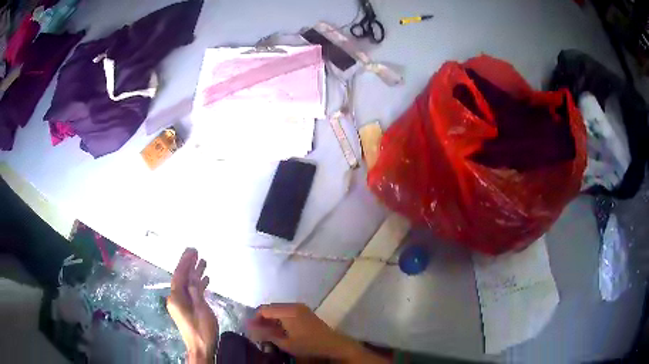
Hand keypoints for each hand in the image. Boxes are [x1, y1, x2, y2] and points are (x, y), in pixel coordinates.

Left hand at [167, 248, 217, 363]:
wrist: (201, 348)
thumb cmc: (202, 330)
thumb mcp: (201, 309)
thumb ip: (196, 291)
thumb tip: (192, 275)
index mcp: (176, 298)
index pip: (179, 275)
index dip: (185, 261)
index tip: (192, 250)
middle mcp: (175, 298)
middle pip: (182, 278)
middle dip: (188, 265)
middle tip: (197, 252)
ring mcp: (181, 304)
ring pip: (187, 284)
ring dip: (194, 274)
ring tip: (204, 262)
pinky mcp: (187, 309)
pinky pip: (191, 293)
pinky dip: (197, 285)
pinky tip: (205, 280)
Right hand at [247, 303, 387, 362]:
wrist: (333, 344)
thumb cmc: (308, 344)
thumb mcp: (285, 342)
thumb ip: (267, 334)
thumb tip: (250, 329)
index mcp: (287, 311)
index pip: (264, 309)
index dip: (255, 318)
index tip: (250, 329)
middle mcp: (293, 305)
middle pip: (271, 308)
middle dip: (262, 318)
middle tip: (257, 331)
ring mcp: (301, 308)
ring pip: (279, 309)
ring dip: (271, 319)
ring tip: (267, 332)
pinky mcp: (305, 312)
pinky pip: (287, 311)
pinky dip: (280, 318)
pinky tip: (279, 330)